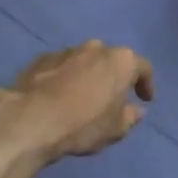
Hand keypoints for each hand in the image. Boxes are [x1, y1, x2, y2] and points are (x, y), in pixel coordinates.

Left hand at [0, 41, 155, 161]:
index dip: (146, 84)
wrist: (30, 119)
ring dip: (88, 76)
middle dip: (114, 77)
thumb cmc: (83, 124)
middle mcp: (95, 48)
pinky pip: (61, 67)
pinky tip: (58, 97)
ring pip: (84, 61)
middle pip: (111, 60)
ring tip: (82, 99)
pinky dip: (65, 78)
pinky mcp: (40, 59)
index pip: (143, 67)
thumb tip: (136, 110)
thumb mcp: (115, 129)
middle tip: (112, 98)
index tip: (145, 100)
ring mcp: (66, 51)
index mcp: (121, 61)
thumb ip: (130, 117)